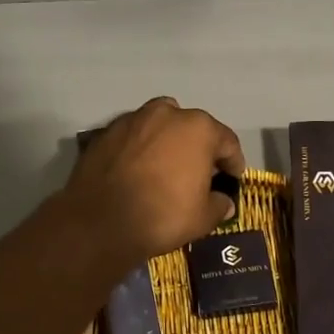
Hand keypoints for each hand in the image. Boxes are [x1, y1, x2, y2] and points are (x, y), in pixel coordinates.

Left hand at [59, 98, 245, 268]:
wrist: (100, 220)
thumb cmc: (162, 215)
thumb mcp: (203, 218)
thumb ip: (219, 205)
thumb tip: (224, 202)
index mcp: (198, 128)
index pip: (227, 141)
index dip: (234, 162)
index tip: (233, 179)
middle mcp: (167, 113)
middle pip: (193, 128)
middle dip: (199, 149)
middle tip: (200, 174)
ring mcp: (134, 119)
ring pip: (160, 127)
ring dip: (168, 144)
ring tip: (166, 169)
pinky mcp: (107, 131)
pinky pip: (134, 137)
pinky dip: (140, 149)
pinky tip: (138, 172)